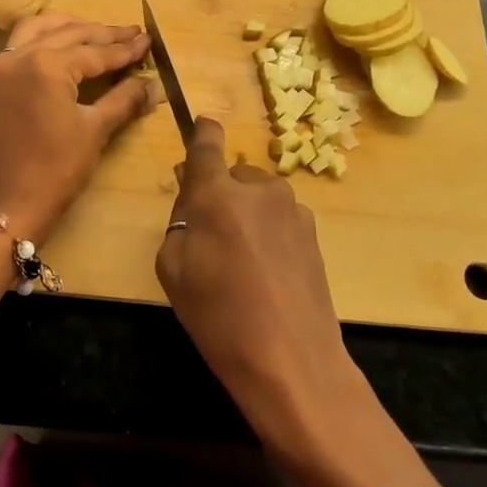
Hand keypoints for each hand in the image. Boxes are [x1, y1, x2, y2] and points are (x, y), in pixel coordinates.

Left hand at [0, 14, 155, 240]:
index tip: (148, 39)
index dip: (124, 48)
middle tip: (133, 33)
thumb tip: (153, 84)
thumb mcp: (96, 130)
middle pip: (69, 35)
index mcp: (46, 65)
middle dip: (103, 34)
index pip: (94, 51)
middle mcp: (21, 55)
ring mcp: (3, 65)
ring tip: (101, 33)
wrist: (12, 203)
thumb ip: (124, 99)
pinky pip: (22, 42)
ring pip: (41, 29)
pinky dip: (46, 36)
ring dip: (71, 27)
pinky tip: (66, 41)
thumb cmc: (58, 168)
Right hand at [156, 118, 364, 453]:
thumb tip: (192, 197)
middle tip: (209, 234)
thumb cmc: (218, 316)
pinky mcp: (314, 233)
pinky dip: (268, 231)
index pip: (207, 144)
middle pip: (232, 175)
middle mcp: (259, 189)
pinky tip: (266, 271)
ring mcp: (292, 210)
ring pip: (258, 197)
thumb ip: (179, 221)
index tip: (201, 124)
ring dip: (246, 213)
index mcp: (218, 193)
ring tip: (240, 259)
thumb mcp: (173, 268)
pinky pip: (279, 218)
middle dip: (219, 193)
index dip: (201, 132)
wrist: (292, 361)